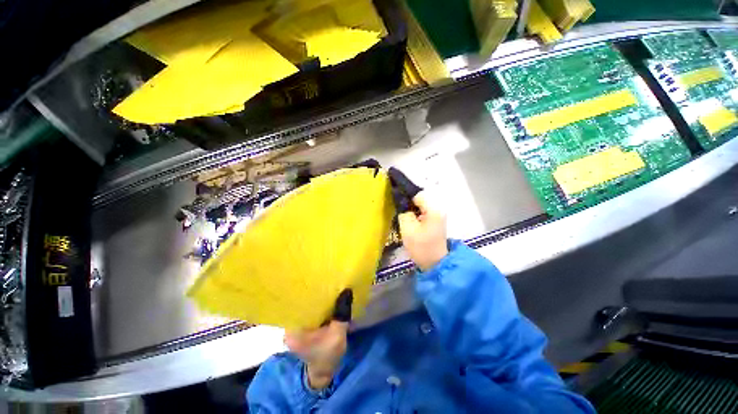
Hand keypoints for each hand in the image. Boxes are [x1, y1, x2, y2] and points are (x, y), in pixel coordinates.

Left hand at [284, 289, 351, 389]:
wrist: (324, 371)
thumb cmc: (329, 355)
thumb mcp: (338, 334)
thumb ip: (342, 313)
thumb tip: (347, 291)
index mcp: (293, 331)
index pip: (296, 305)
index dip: (306, 292)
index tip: (317, 281)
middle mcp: (289, 328)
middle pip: (299, 305)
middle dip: (312, 295)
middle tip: (324, 281)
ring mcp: (293, 328)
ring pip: (303, 308)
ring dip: (314, 301)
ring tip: (324, 287)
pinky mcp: (299, 328)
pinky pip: (306, 313)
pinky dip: (314, 307)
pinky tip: (323, 300)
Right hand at [397, 192, 447, 270]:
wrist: (435, 263)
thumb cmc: (421, 246)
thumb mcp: (408, 229)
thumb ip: (404, 213)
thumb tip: (403, 206)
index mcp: (433, 209)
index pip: (417, 195)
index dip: (406, 198)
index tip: (397, 204)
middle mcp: (438, 209)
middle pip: (420, 200)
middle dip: (408, 205)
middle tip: (399, 213)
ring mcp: (438, 216)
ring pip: (421, 207)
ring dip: (412, 211)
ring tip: (404, 219)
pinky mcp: (436, 222)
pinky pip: (423, 213)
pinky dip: (416, 216)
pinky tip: (411, 223)